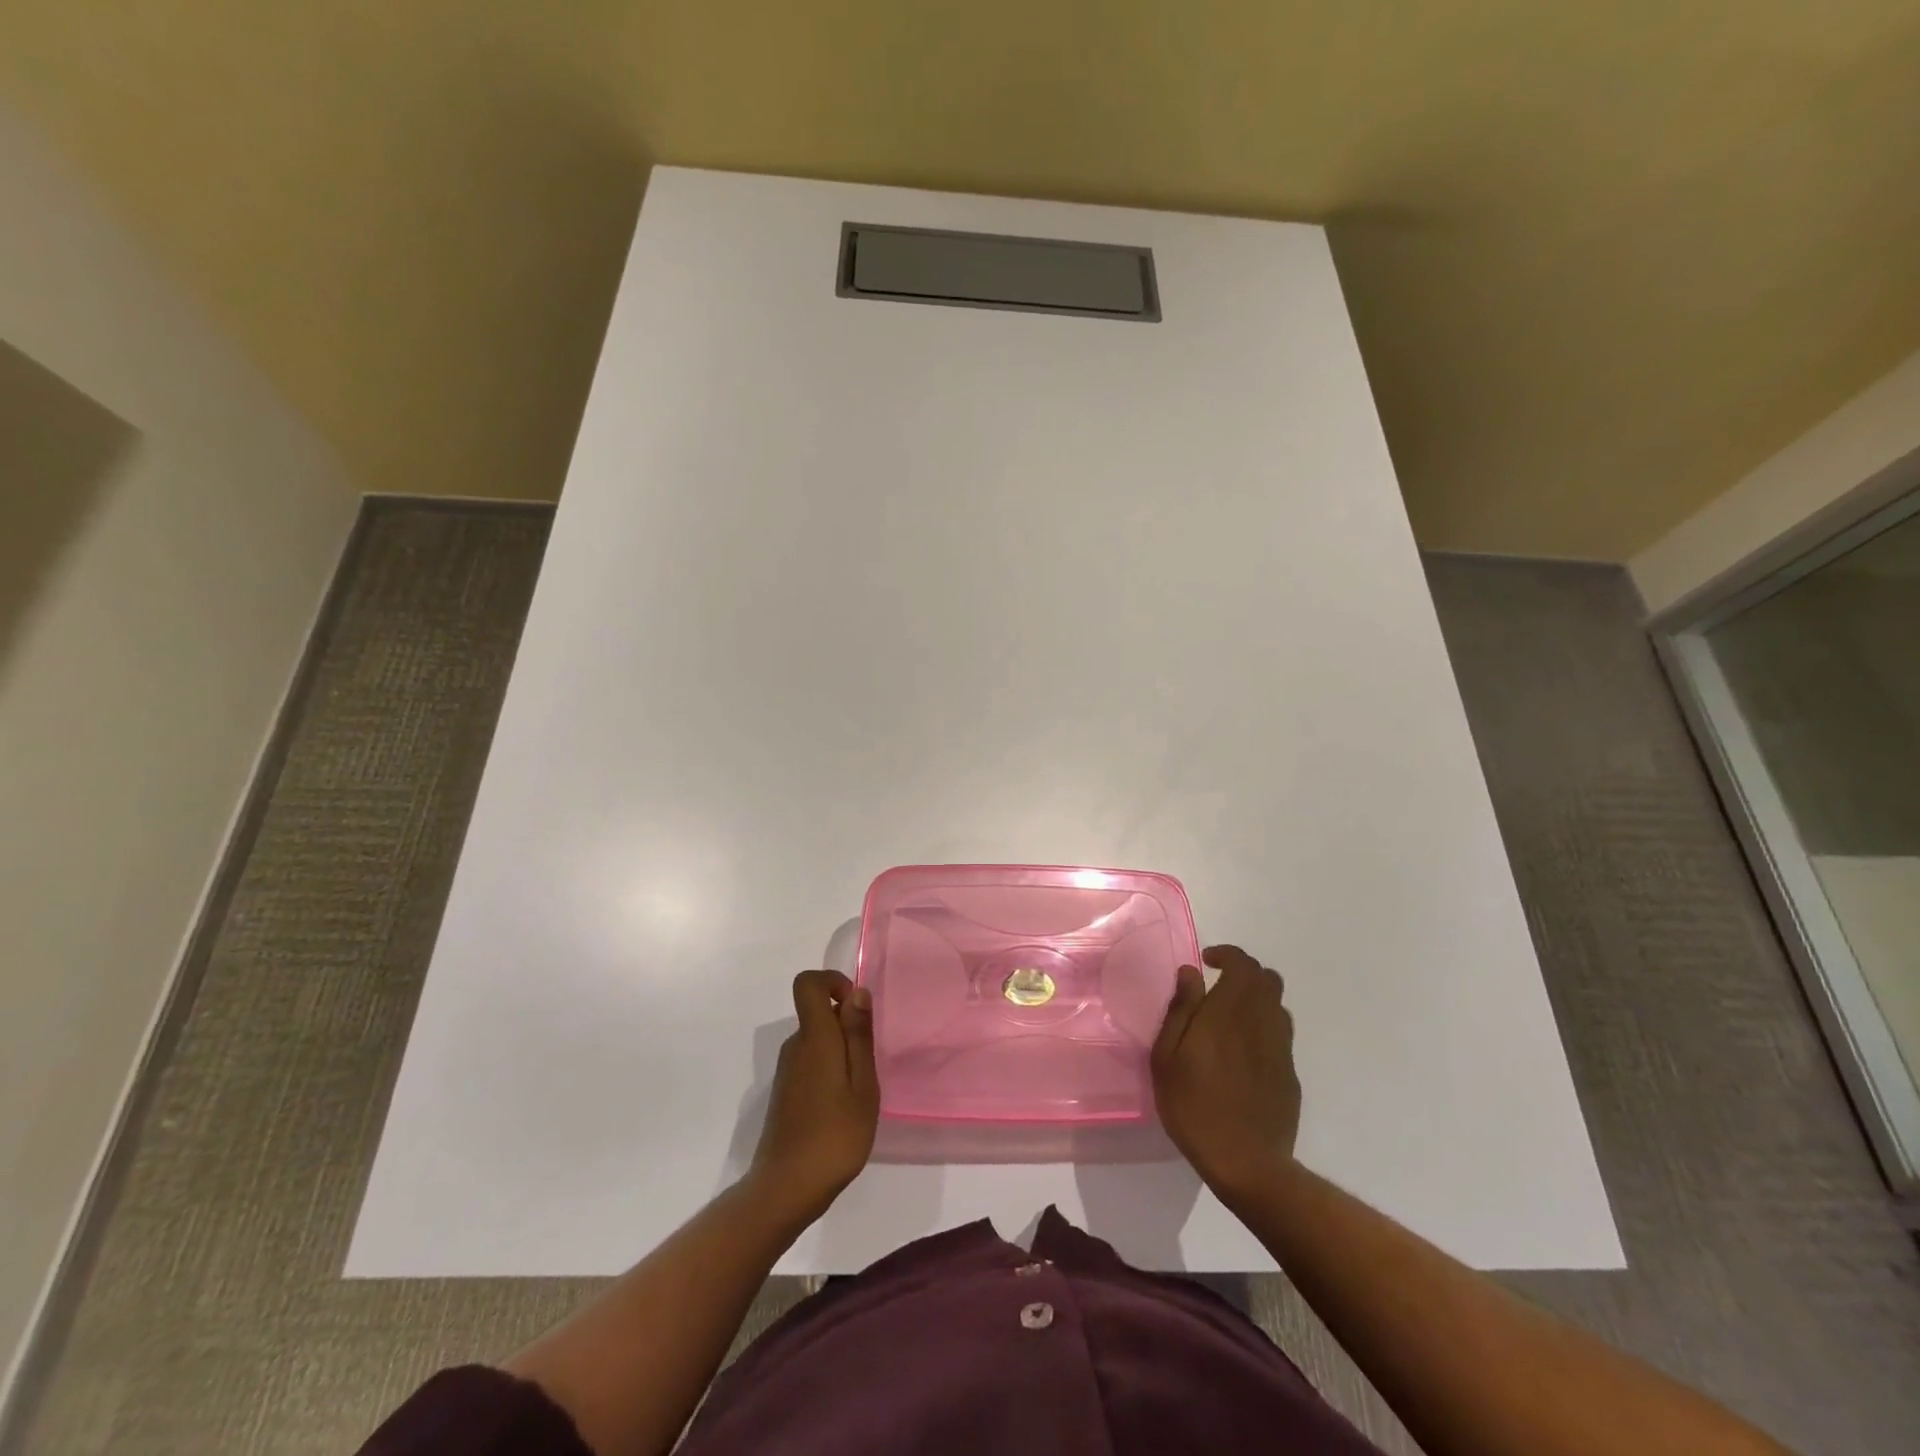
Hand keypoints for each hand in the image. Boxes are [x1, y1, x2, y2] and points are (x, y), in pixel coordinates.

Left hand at [749, 970, 879, 1217]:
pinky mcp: (786, 1092)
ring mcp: (787, 1070)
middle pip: (818, 1013)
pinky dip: (831, 1072)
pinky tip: (843, 1108)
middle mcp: (795, 1046)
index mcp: (814, 1038)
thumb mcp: (862, 1086)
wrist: (786, 1189)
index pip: (807, 984)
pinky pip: (811, 1062)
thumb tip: (857, 992)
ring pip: (817, 1040)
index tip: (856, 1008)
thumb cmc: (834, 1136)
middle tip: (869, 1065)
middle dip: (847, 1026)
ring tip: (859, 1092)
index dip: (832, 982)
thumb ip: (858, 1036)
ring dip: (842, 1052)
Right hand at [1152, 945, 1301, 1197]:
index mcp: (1230, 1011)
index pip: (1243, 964)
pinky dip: (1262, 1029)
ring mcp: (1281, 1049)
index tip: (1206, 962)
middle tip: (1217, 987)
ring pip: (1277, 1006)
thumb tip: (1190, 972)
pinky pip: (1280, 1036)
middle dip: (1244, 974)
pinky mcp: (1290, 1075)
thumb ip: (1181, 1009)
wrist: (1247, 1163)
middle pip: (1268, 979)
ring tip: (1228, 1020)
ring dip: (1255, 1001)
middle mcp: (1262, 1022)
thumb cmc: (1194, 1105)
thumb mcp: (1167, 1056)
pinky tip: (1241, 1055)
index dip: (1227, 955)